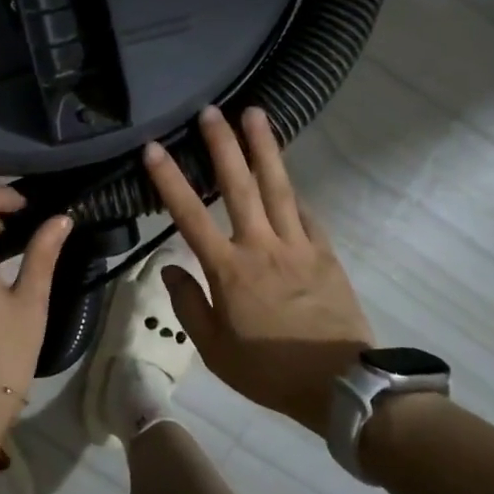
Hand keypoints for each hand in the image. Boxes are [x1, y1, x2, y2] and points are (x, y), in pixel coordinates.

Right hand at [144, 106, 373, 435]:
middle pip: (239, 185)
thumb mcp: (214, 349)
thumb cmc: (268, 370)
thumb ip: (188, 305)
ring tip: (256, 114)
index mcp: (228, 269)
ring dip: (264, 148)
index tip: (155, 147)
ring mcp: (297, 245)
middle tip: (211, 110)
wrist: (339, 383)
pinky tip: (288, 177)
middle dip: (223, 145)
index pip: (190, 215)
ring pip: (278, 187)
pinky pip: (306, 214)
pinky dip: (294, 192)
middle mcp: (261, 246)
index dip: (170, 179)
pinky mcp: (324, 252)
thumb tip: (169, 268)